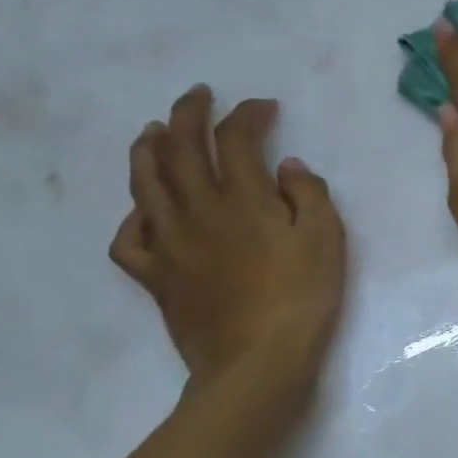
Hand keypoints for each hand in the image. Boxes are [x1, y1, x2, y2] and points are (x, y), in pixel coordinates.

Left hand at [110, 86, 346, 393]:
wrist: (257, 362)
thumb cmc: (302, 297)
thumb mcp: (327, 239)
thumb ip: (309, 194)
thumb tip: (286, 167)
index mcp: (243, 198)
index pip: (236, 138)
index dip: (246, 114)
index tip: (263, 106)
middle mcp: (198, 211)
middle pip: (180, 149)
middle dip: (187, 114)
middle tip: (195, 95)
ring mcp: (170, 244)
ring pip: (145, 184)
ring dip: (147, 149)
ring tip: (152, 131)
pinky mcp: (156, 277)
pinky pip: (130, 239)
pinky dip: (133, 218)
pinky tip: (145, 211)